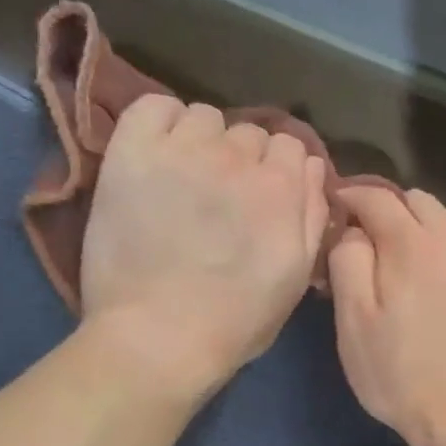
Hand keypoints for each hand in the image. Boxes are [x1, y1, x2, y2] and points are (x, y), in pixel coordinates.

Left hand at [81, 95, 328, 398]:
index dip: (278, 174)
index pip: (291, 147)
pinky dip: (159, 124)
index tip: (261, 202)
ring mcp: (183, 149)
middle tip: (220, 201)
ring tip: (185, 180)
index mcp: (282, 187)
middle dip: (241, 162)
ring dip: (202, 142)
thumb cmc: (234, 322)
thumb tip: (312, 167)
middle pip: (249, 133)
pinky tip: (157, 156)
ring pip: (204, 117)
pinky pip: (153, 107)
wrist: (157, 339)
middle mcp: (237, 156)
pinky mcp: (132, 152)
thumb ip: (312, 216)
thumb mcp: (295, 278)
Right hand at [328, 186, 445, 445]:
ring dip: (417, 224)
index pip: (376, 197)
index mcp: (412, 245)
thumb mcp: (354, 322)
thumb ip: (348, 262)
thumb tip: (353, 232)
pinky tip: (431, 277)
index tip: (333, 209)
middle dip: (384, 208)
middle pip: (415, 200)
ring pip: (445, 218)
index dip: (349, 197)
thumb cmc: (399, 374)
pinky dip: (442, 245)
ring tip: (399, 257)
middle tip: (363, 239)